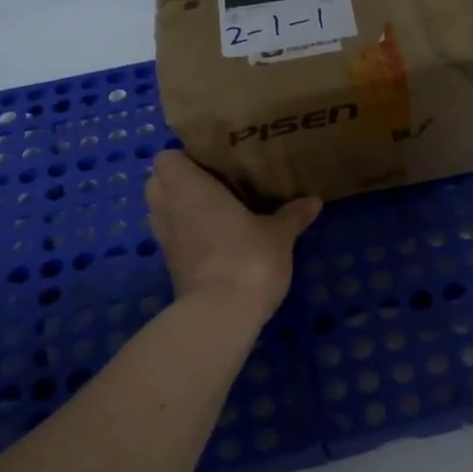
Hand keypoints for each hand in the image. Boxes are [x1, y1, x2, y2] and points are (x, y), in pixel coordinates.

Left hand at [145, 151, 320, 316]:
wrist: (221, 314)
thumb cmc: (248, 258)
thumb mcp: (279, 234)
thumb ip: (292, 215)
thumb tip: (314, 200)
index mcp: (189, 187)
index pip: (167, 157)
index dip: (186, 157)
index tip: (214, 162)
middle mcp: (169, 208)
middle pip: (158, 183)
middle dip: (180, 181)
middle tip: (217, 183)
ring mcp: (166, 239)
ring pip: (162, 211)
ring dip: (181, 208)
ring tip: (217, 209)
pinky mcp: (170, 266)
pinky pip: (173, 237)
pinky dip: (187, 234)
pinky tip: (217, 237)